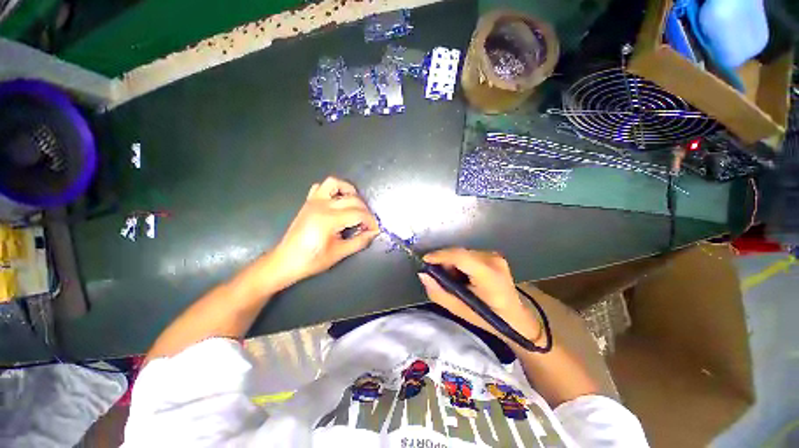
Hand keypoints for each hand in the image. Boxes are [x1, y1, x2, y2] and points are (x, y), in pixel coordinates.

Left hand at [268, 177, 378, 286]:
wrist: (286, 261)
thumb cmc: (312, 260)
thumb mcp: (339, 253)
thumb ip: (359, 241)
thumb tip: (373, 233)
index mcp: (329, 219)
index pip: (359, 214)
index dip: (371, 222)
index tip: (375, 230)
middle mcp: (322, 205)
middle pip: (352, 199)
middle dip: (365, 210)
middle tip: (367, 223)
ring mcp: (313, 201)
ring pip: (334, 183)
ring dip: (349, 191)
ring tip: (356, 204)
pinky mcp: (308, 202)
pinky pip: (321, 187)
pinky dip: (332, 190)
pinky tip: (338, 201)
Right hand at [418, 248, 541, 344]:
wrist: (516, 317)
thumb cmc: (489, 318)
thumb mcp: (460, 311)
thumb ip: (439, 292)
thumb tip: (423, 275)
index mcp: (489, 275)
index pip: (460, 257)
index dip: (440, 256)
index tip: (425, 261)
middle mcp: (493, 260)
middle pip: (459, 253)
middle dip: (444, 262)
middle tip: (438, 277)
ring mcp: (495, 255)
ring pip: (462, 253)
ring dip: (452, 263)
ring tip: (453, 280)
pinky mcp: (493, 255)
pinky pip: (468, 254)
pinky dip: (460, 263)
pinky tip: (462, 276)